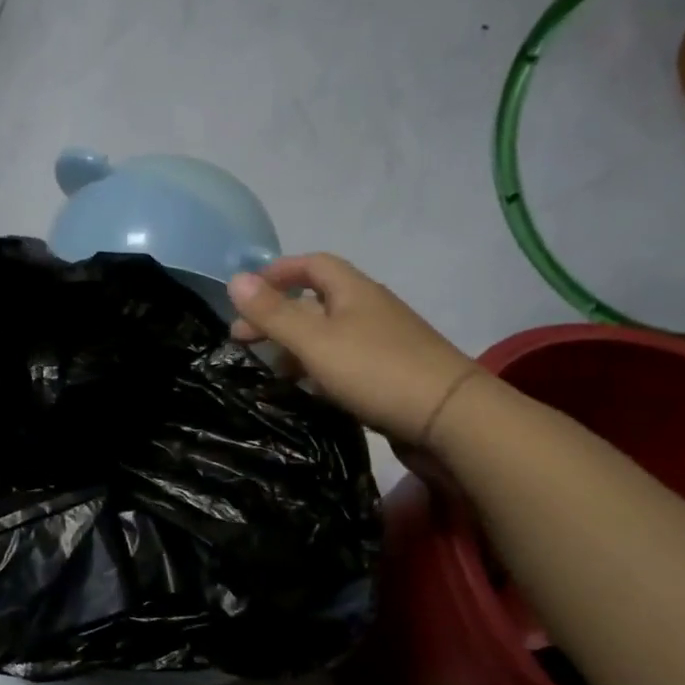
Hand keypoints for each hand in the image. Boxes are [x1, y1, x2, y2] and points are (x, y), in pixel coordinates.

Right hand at [228, 254, 479, 444]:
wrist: (451, 419)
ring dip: (294, 345)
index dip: (277, 272)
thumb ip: (273, 313)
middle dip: (277, 315)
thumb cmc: (376, 370)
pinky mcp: (390, 375)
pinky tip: (304, 390)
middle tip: (241, 339)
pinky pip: (343, 362)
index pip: (312, 265)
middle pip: (316, 302)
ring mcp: (383, 344)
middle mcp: (369, 310)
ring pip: (328, 335)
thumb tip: (234, 279)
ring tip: (266, 369)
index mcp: (353, 291)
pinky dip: (317, 369)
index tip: (245, 293)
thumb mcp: (314, 341)